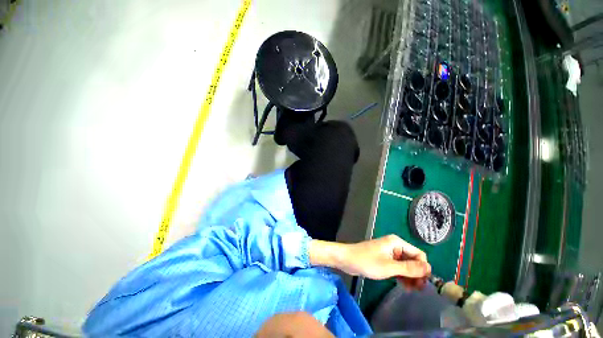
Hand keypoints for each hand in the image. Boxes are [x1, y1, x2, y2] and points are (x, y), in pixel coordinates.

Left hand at [309, 235, 430, 287]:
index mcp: (397, 243)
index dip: (423, 268)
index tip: (423, 283)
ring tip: (411, 290)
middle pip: (413, 260)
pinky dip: (402, 276)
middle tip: (417, 289)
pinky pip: (398, 267)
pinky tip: (404, 286)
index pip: (418, 254)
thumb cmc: (366, 261)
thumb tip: (429, 268)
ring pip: (406, 265)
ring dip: (410, 277)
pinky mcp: (384, 259)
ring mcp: (389, 253)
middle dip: (417, 274)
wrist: (347, 259)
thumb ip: (409, 268)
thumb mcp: (389, 267)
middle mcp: (395, 246)